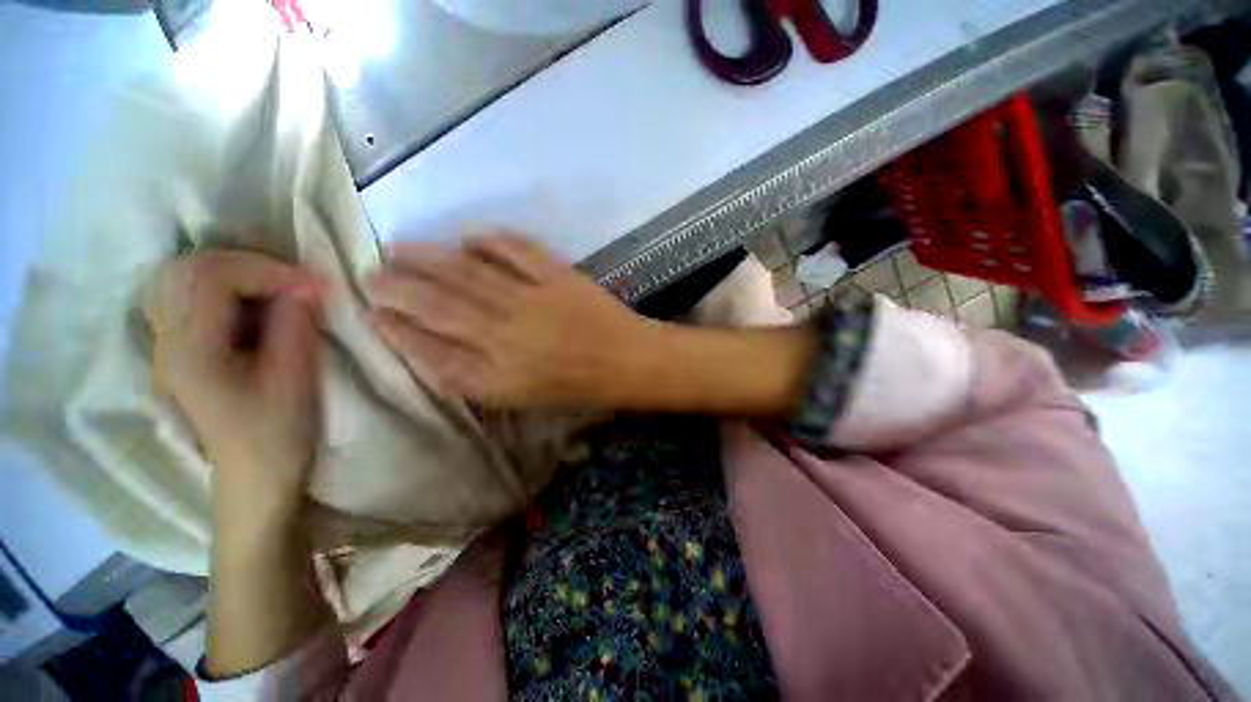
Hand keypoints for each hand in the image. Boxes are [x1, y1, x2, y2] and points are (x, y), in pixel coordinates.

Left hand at [144, 250, 324, 519]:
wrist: (253, 476)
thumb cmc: (276, 434)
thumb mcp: (294, 380)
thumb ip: (295, 326)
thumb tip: (306, 285)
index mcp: (190, 352)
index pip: (210, 278)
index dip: (266, 271)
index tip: (314, 287)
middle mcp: (168, 340)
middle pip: (187, 268)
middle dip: (247, 264)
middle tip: (293, 282)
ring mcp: (170, 343)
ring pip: (184, 278)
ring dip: (235, 273)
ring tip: (276, 290)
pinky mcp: (183, 348)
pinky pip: (192, 296)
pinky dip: (226, 288)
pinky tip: (255, 305)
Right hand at [366, 233, 651, 408]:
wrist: (628, 362)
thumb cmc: (580, 388)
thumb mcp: (524, 400)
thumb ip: (479, 377)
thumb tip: (436, 348)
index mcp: (498, 380)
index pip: (430, 354)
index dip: (395, 332)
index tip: (371, 314)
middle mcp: (507, 339)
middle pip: (438, 307)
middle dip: (397, 288)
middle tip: (372, 274)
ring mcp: (533, 302)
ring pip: (467, 274)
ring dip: (427, 258)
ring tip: (399, 248)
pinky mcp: (558, 277)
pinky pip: (515, 250)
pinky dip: (488, 241)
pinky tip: (468, 238)